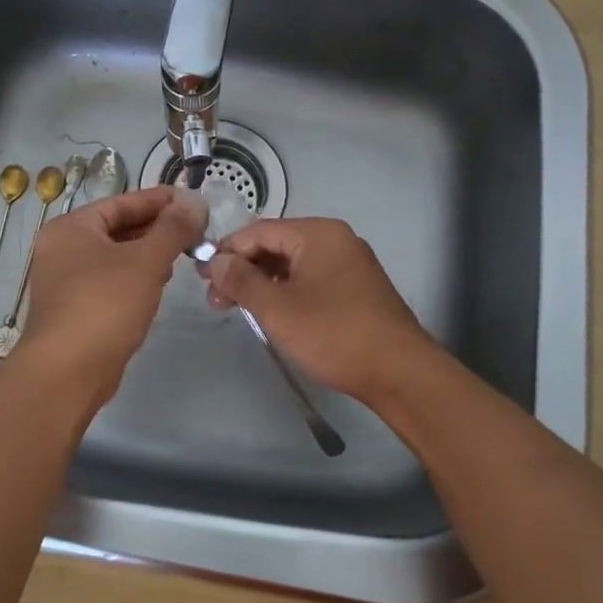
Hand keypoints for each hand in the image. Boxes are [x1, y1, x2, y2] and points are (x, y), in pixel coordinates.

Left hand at [15, 185, 206, 405]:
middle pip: (117, 228)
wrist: (66, 373)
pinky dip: (136, 277)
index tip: (192, 200)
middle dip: (156, 228)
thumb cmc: (104, 305)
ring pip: (115, 256)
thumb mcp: (146, 261)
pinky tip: (159, 284)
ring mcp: (66, 282)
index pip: (122, 203)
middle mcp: (63, 249)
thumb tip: (195, 200)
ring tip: (183, 254)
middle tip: (194, 229)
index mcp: (71, 228)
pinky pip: (111, 281)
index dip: (159, 200)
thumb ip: (173, 228)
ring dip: (148, 253)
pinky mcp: (75, 310)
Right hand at [201, 218, 440, 403]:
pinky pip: (310, 279)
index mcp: (318, 233)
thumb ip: (242, 280)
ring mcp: (349, 264)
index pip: (258, 231)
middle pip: (276, 245)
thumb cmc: (334, 334)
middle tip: (217, 302)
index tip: (202, 279)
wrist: (399, 372)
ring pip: (292, 265)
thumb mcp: (278, 308)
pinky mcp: (355, 288)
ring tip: (239, 311)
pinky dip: (286, 292)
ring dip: (262, 284)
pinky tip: (271, 313)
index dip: (227, 252)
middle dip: (243, 270)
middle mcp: (335, 240)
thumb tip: (216, 261)